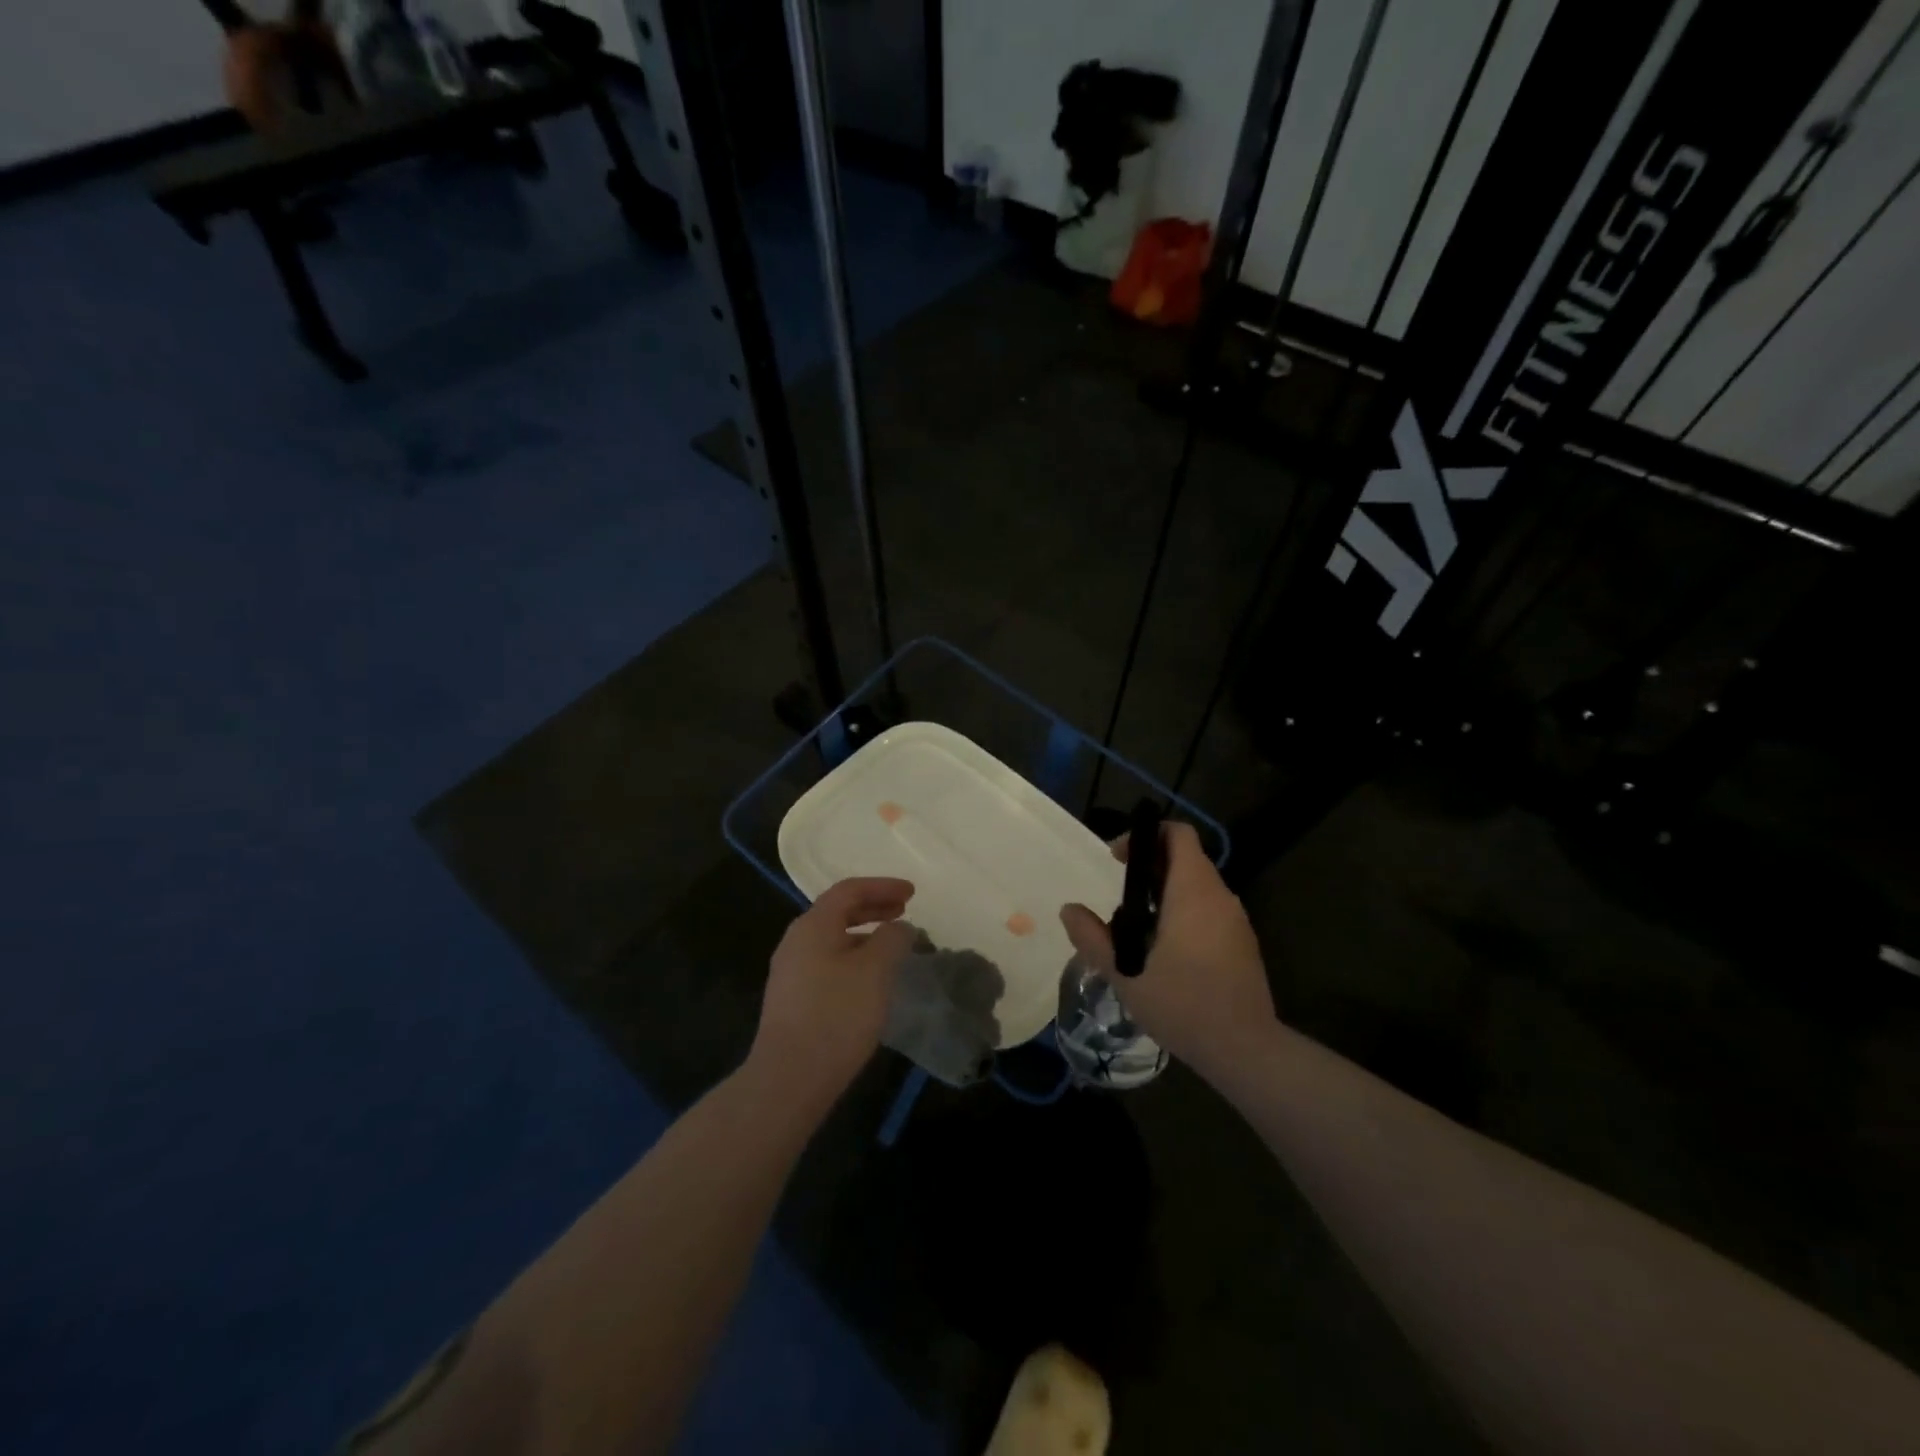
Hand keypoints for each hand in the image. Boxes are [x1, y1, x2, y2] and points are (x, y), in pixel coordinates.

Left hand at [750, 877, 916, 1101]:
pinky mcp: (793, 1000)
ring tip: (892, 946)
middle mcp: (796, 941)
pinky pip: (828, 962)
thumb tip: (900, 927)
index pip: (849, 890)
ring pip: (833, 939)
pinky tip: (870, 979)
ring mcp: (791, 972)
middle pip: (837, 912)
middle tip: (903, 911)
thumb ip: (892, 939)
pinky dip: (854, 957)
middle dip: (873, 907)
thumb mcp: (875, 971)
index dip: (882, 886)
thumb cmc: (836, 1015)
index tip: (912, 893)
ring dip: (864, 934)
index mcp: (813, 925)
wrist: (789, 1078)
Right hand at [1060, 823, 1274, 1079]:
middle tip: (1119, 895)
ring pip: (1198, 886)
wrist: (1245, 1050)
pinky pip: (1210, 910)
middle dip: (1149, 866)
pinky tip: (1164, 950)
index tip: (1117, 859)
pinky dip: (1184, 912)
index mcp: (1193, 893)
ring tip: (1136, 925)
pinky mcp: (1243, 943)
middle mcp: (1220, 897)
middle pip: (1186, 859)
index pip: (1178, 835)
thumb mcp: (1124, 974)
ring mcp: (1236, 920)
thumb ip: (1092, 938)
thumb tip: (1069, 910)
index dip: (1146, 835)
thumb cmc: (1182, 1004)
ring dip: (1166, 892)